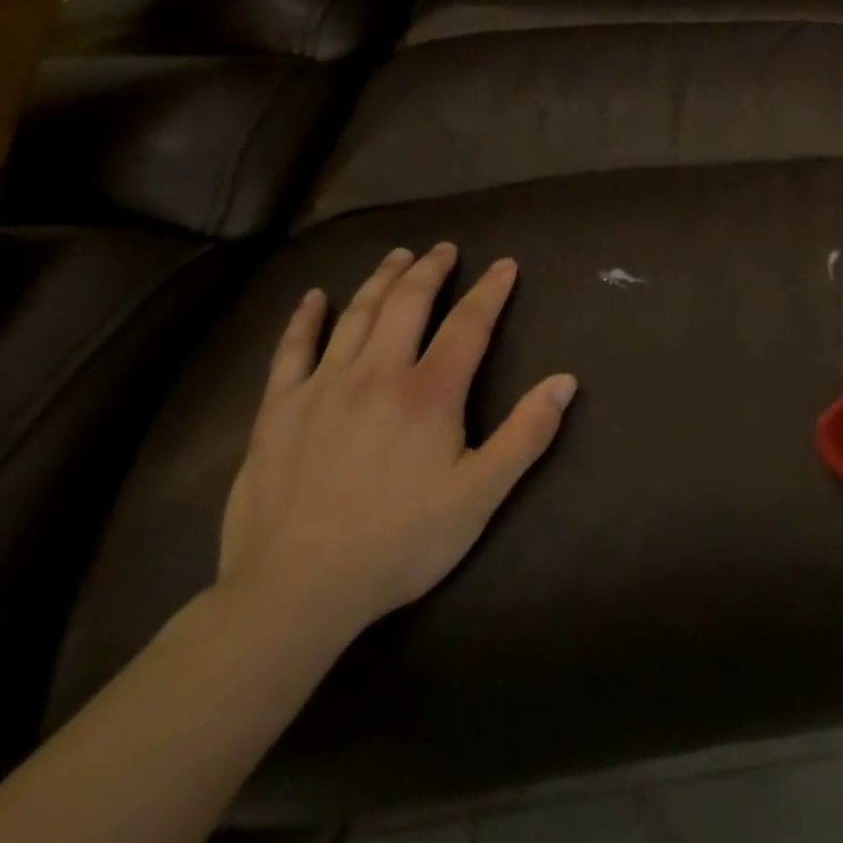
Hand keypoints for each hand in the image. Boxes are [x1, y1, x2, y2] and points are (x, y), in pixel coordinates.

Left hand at [217, 243, 575, 642]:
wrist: (295, 593)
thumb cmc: (400, 542)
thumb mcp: (482, 495)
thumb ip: (526, 433)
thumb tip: (566, 381)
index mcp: (429, 393)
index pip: (468, 324)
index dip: (491, 290)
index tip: (505, 265)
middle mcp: (376, 374)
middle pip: (407, 305)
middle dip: (430, 271)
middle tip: (444, 248)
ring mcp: (321, 389)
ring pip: (355, 316)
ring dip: (380, 281)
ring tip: (397, 256)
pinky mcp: (277, 411)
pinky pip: (291, 351)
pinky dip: (305, 319)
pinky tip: (314, 297)